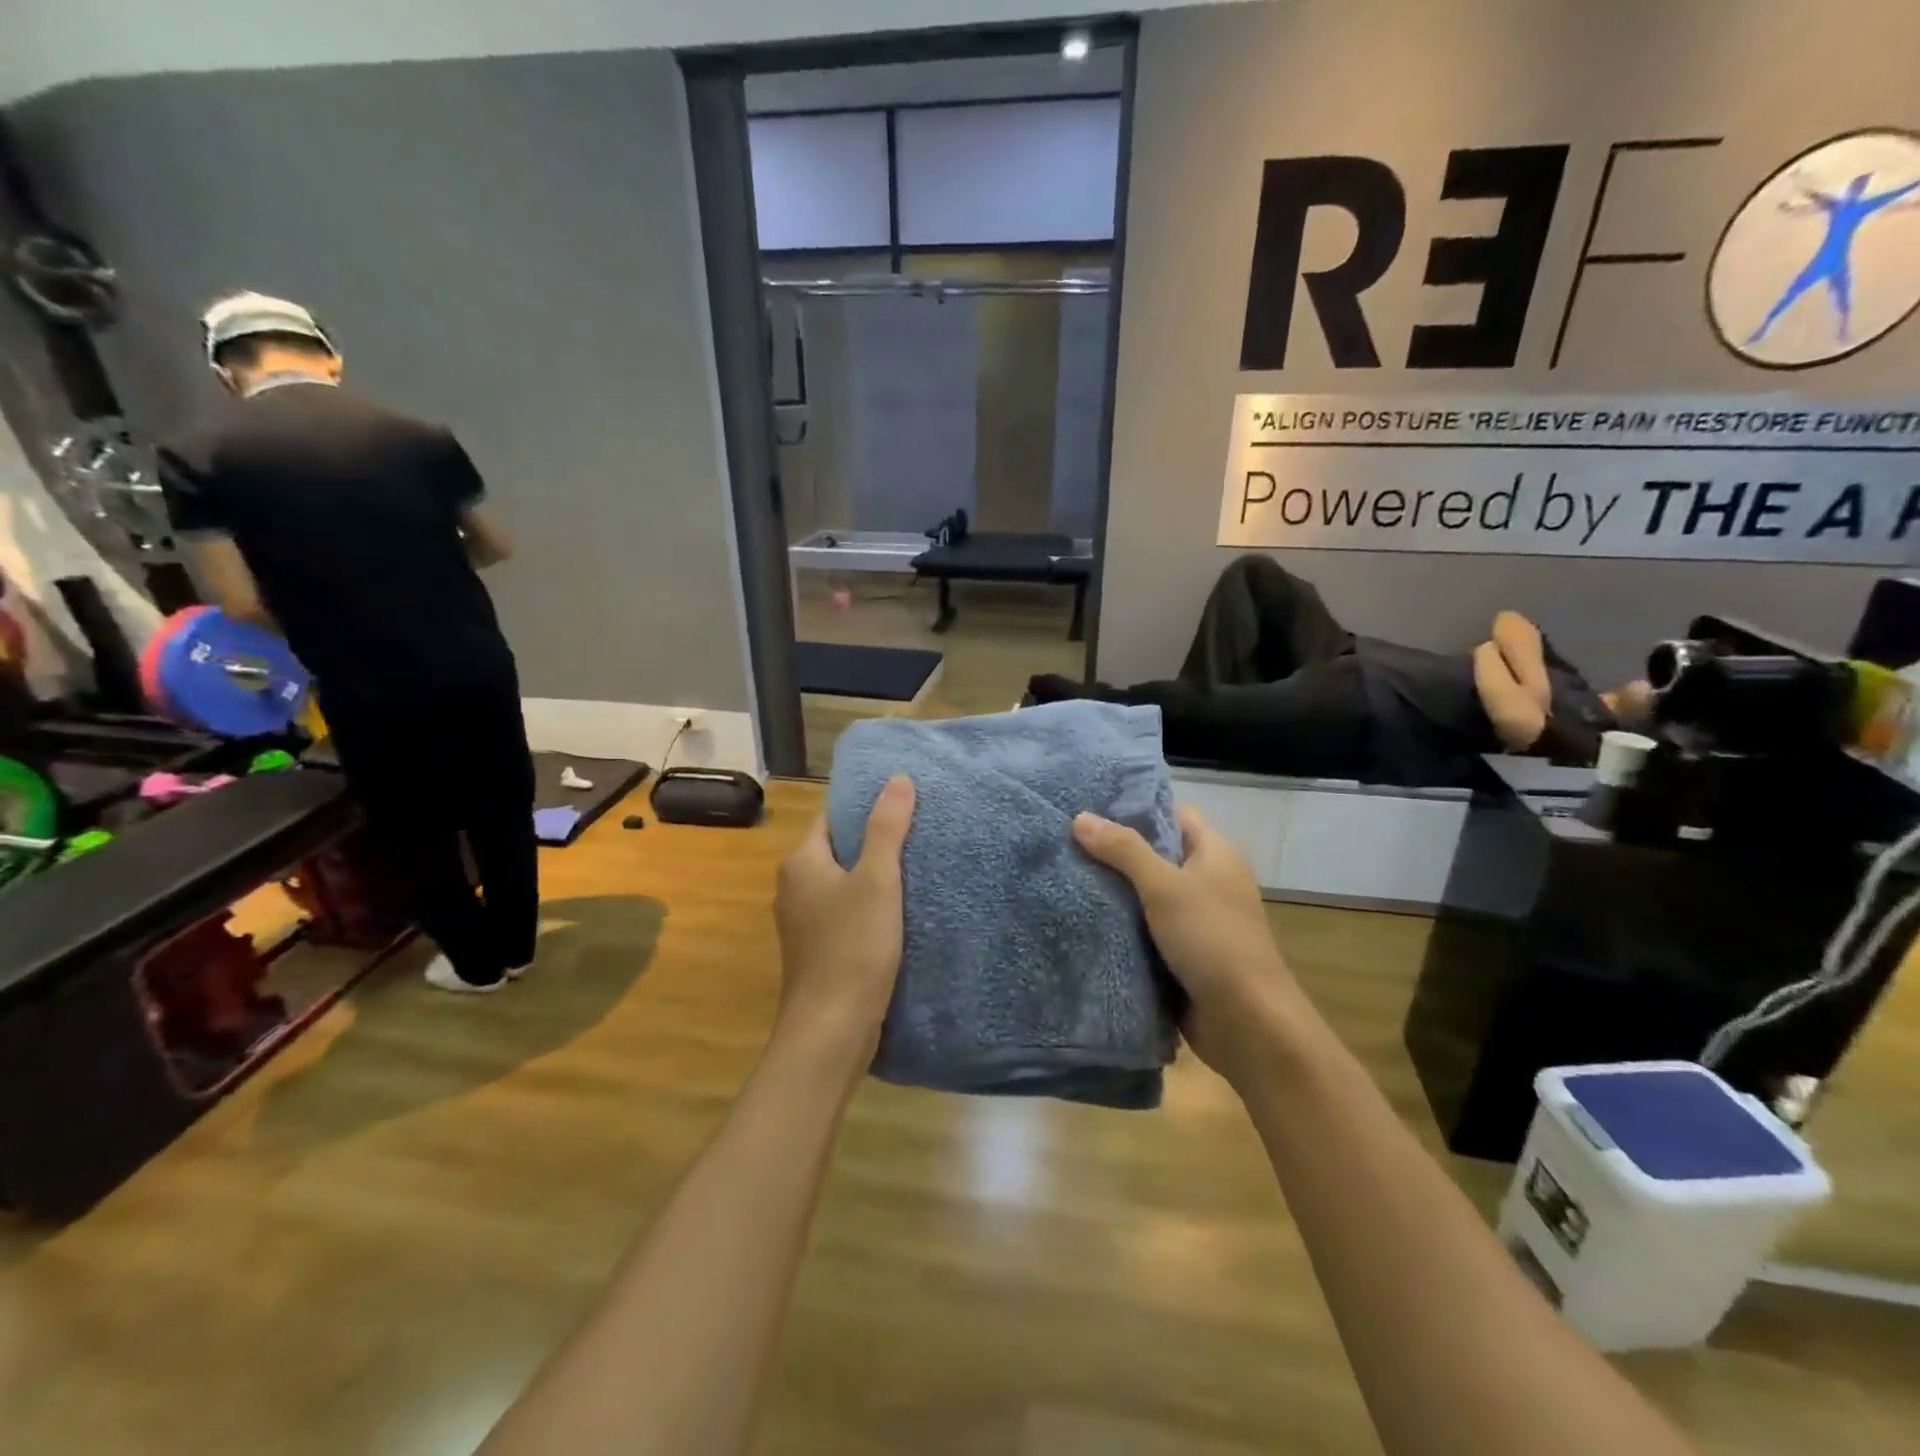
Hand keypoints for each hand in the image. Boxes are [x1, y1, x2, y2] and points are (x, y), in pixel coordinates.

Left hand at [774, 776, 916, 1060]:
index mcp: (801, 862)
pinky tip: (899, 907)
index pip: (831, 816)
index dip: (864, 804)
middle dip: (873, 838)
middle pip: (837, 847)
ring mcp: (802, 920)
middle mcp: (793, 886)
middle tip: (918, 828)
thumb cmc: (852, 947)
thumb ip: (886, 828)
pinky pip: (844, 910)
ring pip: (842, 881)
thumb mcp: (877, 880)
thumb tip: (897, 778)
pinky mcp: (816, 948)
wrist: (831, 1029)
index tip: (902, 799)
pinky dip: (868, 903)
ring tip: (916, 862)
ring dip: (872, 872)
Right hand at [1073, 806, 1304, 1081]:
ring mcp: (1195, 920)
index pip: (1173, 814)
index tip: (1090, 807)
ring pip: (1146, 894)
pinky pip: (1145, 929)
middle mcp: (1207, 880)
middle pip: (1155, 854)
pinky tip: (1081, 918)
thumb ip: (1123, 850)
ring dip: (1113, 891)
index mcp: (1215, 853)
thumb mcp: (1165, 886)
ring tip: (1063, 875)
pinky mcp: (1182, 954)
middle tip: (1065, 842)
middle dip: (1114, 851)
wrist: (1247, 1023)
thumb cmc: (1212, 939)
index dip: (1136, 808)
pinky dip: (1120, 925)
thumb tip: (1080, 817)